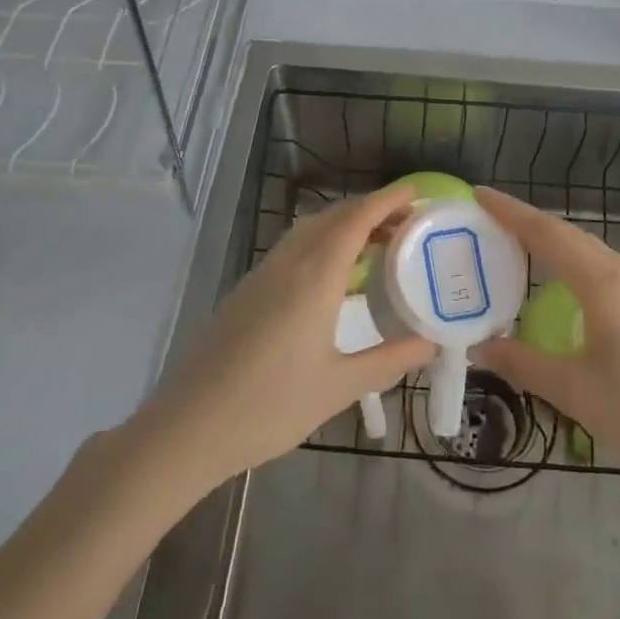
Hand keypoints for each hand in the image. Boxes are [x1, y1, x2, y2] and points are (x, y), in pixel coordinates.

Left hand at [130, 181, 434, 490]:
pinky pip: (292, 248)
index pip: (356, 220)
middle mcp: (288, 263)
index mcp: (315, 277)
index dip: (387, 201)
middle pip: (333, 217)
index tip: (415, 192)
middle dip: (371, 210)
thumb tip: (431, 344)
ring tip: (375, 244)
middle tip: (406, 223)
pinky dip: (322, 242)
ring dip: (344, 223)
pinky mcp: (246, 290)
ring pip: (309, 230)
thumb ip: (388, 360)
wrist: (188, 426)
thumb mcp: (339, 387)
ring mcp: (262, 274)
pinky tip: (333, 275)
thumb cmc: (270, 406)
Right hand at [472, 186, 619, 501]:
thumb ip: (523, 364)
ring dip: (556, 245)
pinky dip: (579, 265)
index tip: (478, 194)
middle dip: (529, 225)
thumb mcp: (576, 393)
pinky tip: (568, 287)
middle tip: (490, 224)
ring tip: (520, 250)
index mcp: (606, 284)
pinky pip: (611, 269)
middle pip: (571, 236)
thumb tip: (480, 348)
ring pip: (594, 251)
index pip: (548, 234)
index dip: (510, 212)